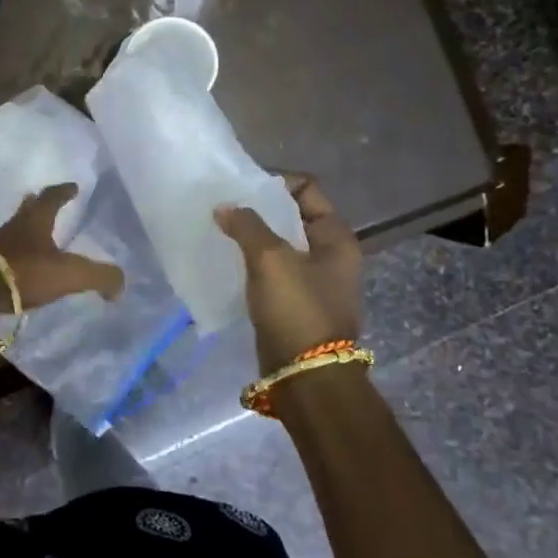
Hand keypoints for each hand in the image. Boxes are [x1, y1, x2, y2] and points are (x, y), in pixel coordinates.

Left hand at [0, 182, 124, 309]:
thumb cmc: (24, 271)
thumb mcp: (69, 274)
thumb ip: (99, 276)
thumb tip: (119, 284)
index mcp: (36, 219)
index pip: (52, 197)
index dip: (64, 191)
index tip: (73, 186)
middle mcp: (14, 225)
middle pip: (28, 208)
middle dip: (39, 204)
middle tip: (49, 203)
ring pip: (15, 230)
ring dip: (26, 230)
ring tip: (38, 237)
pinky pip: (4, 253)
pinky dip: (16, 254)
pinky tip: (21, 266)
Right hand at [216, 174, 361, 373]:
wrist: (305, 376)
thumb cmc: (296, 309)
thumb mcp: (270, 259)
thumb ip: (247, 226)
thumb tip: (225, 208)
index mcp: (336, 237)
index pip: (308, 189)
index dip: (276, 182)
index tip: (242, 187)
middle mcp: (329, 254)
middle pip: (292, 216)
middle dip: (259, 209)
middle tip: (225, 206)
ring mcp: (313, 280)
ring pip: (279, 244)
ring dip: (252, 236)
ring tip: (221, 231)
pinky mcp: (293, 302)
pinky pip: (271, 270)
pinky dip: (251, 262)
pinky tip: (227, 260)